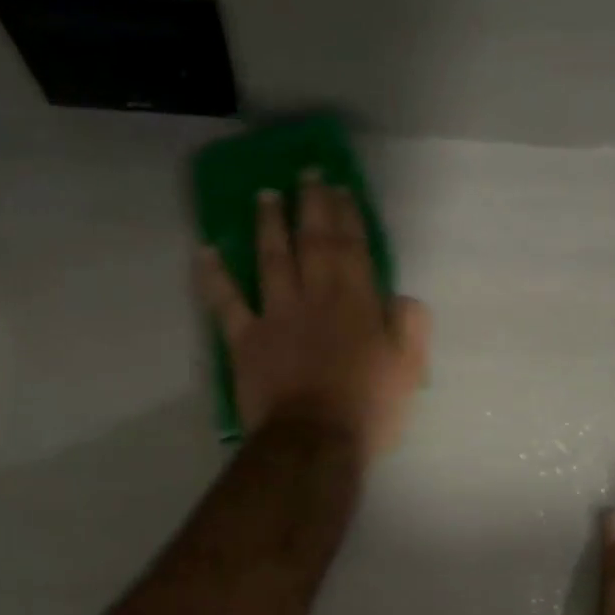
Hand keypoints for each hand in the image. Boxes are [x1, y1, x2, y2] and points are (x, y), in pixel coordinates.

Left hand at [198, 173, 429, 458]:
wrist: (315, 441)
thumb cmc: (368, 409)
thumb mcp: (409, 369)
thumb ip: (410, 325)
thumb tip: (401, 297)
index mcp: (357, 302)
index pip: (353, 247)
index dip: (347, 214)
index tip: (340, 187)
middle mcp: (316, 297)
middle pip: (312, 242)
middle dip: (310, 205)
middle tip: (306, 174)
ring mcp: (277, 315)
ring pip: (271, 259)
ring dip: (268, 224)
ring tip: (265, 195)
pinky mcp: (246, 339)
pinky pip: (226, 302)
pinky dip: (214, 276)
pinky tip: (204, 252)